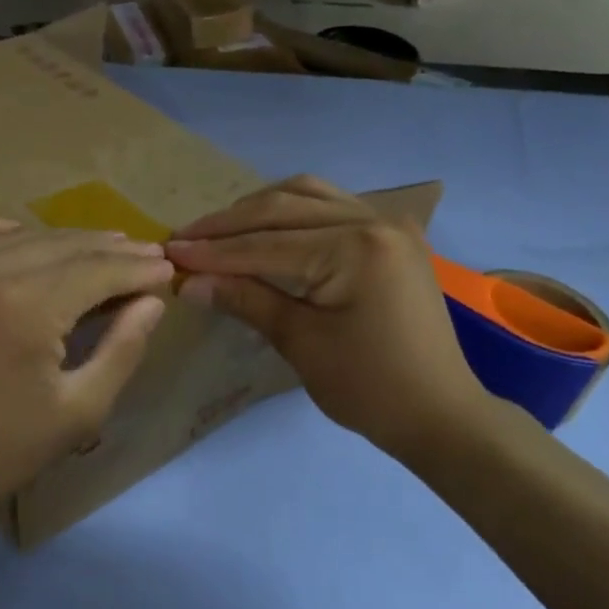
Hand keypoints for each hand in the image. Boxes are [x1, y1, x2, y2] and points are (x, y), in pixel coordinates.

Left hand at [0, 219, 172, 531]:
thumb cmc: (2, 449)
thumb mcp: (80, 411)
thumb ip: (123, 349)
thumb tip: (151, 300)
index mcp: (25, 308)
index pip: (97, 270)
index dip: (137, 268)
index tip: (166, 268)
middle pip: (63, 246)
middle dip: (110, 251)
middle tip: (145, 254)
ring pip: (20, 236)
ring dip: (66, 241)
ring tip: (101, 247)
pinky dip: (2, 231)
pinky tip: (26, 237)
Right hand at [165, 176, 488, 458]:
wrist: (439, 412)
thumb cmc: (369, 388)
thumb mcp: (301, 343)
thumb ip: (246, 300)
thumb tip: (188, 281)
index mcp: (355, 248)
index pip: (266, 244)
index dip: (213, 251)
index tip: (168, 252)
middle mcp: (374, 220)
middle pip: (284, 207)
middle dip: (229, 224)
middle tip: (184, 237)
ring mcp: (388, 223)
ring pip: (308, 195)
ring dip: (258, 209)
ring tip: (217, 230)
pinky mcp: (391, 235)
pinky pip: (331, 206)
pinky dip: (292, 211)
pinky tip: (265, 226)